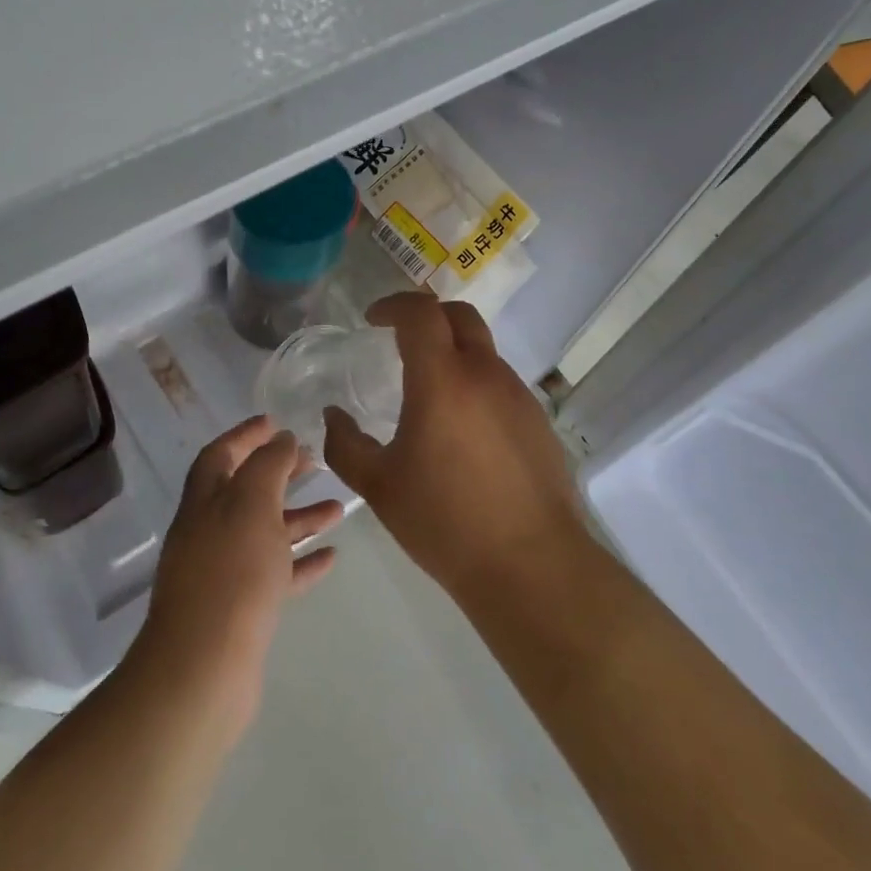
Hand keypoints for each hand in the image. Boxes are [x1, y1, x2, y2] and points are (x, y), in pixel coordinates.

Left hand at [132, 417, 342, 739]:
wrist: (205, 667)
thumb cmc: (231, 572)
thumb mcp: (251, 503)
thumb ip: (268, 466)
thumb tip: (281, 438)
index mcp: (204, 501)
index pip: (222, 454)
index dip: (247, 435)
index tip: (278, 422)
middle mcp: (209, 531)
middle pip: (246, 491)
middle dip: (278, 473)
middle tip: (314, 461)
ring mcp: (223, 572)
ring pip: (265, 533)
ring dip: (298, 517)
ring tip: (338, 508)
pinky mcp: (241, 610)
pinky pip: (275, 574)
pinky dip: (301, 561)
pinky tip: (331, 556)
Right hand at [323, 292, 584, 599]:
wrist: (531, 566)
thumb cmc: (444, 522)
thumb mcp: (379, 486)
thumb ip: (345, 445)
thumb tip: (332, 416)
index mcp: (443, 380)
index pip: (420, 312)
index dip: (393, 305)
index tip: (372, 320)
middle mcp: (485, 375)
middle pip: (459, 315)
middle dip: (427, 315)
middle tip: (399, 338)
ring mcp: (517, 396)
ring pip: (483, 350)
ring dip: (453, 352)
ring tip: (428, 391)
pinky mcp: (538, 421)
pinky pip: (500, 383)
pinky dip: (475, 383)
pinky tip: (461, 428)